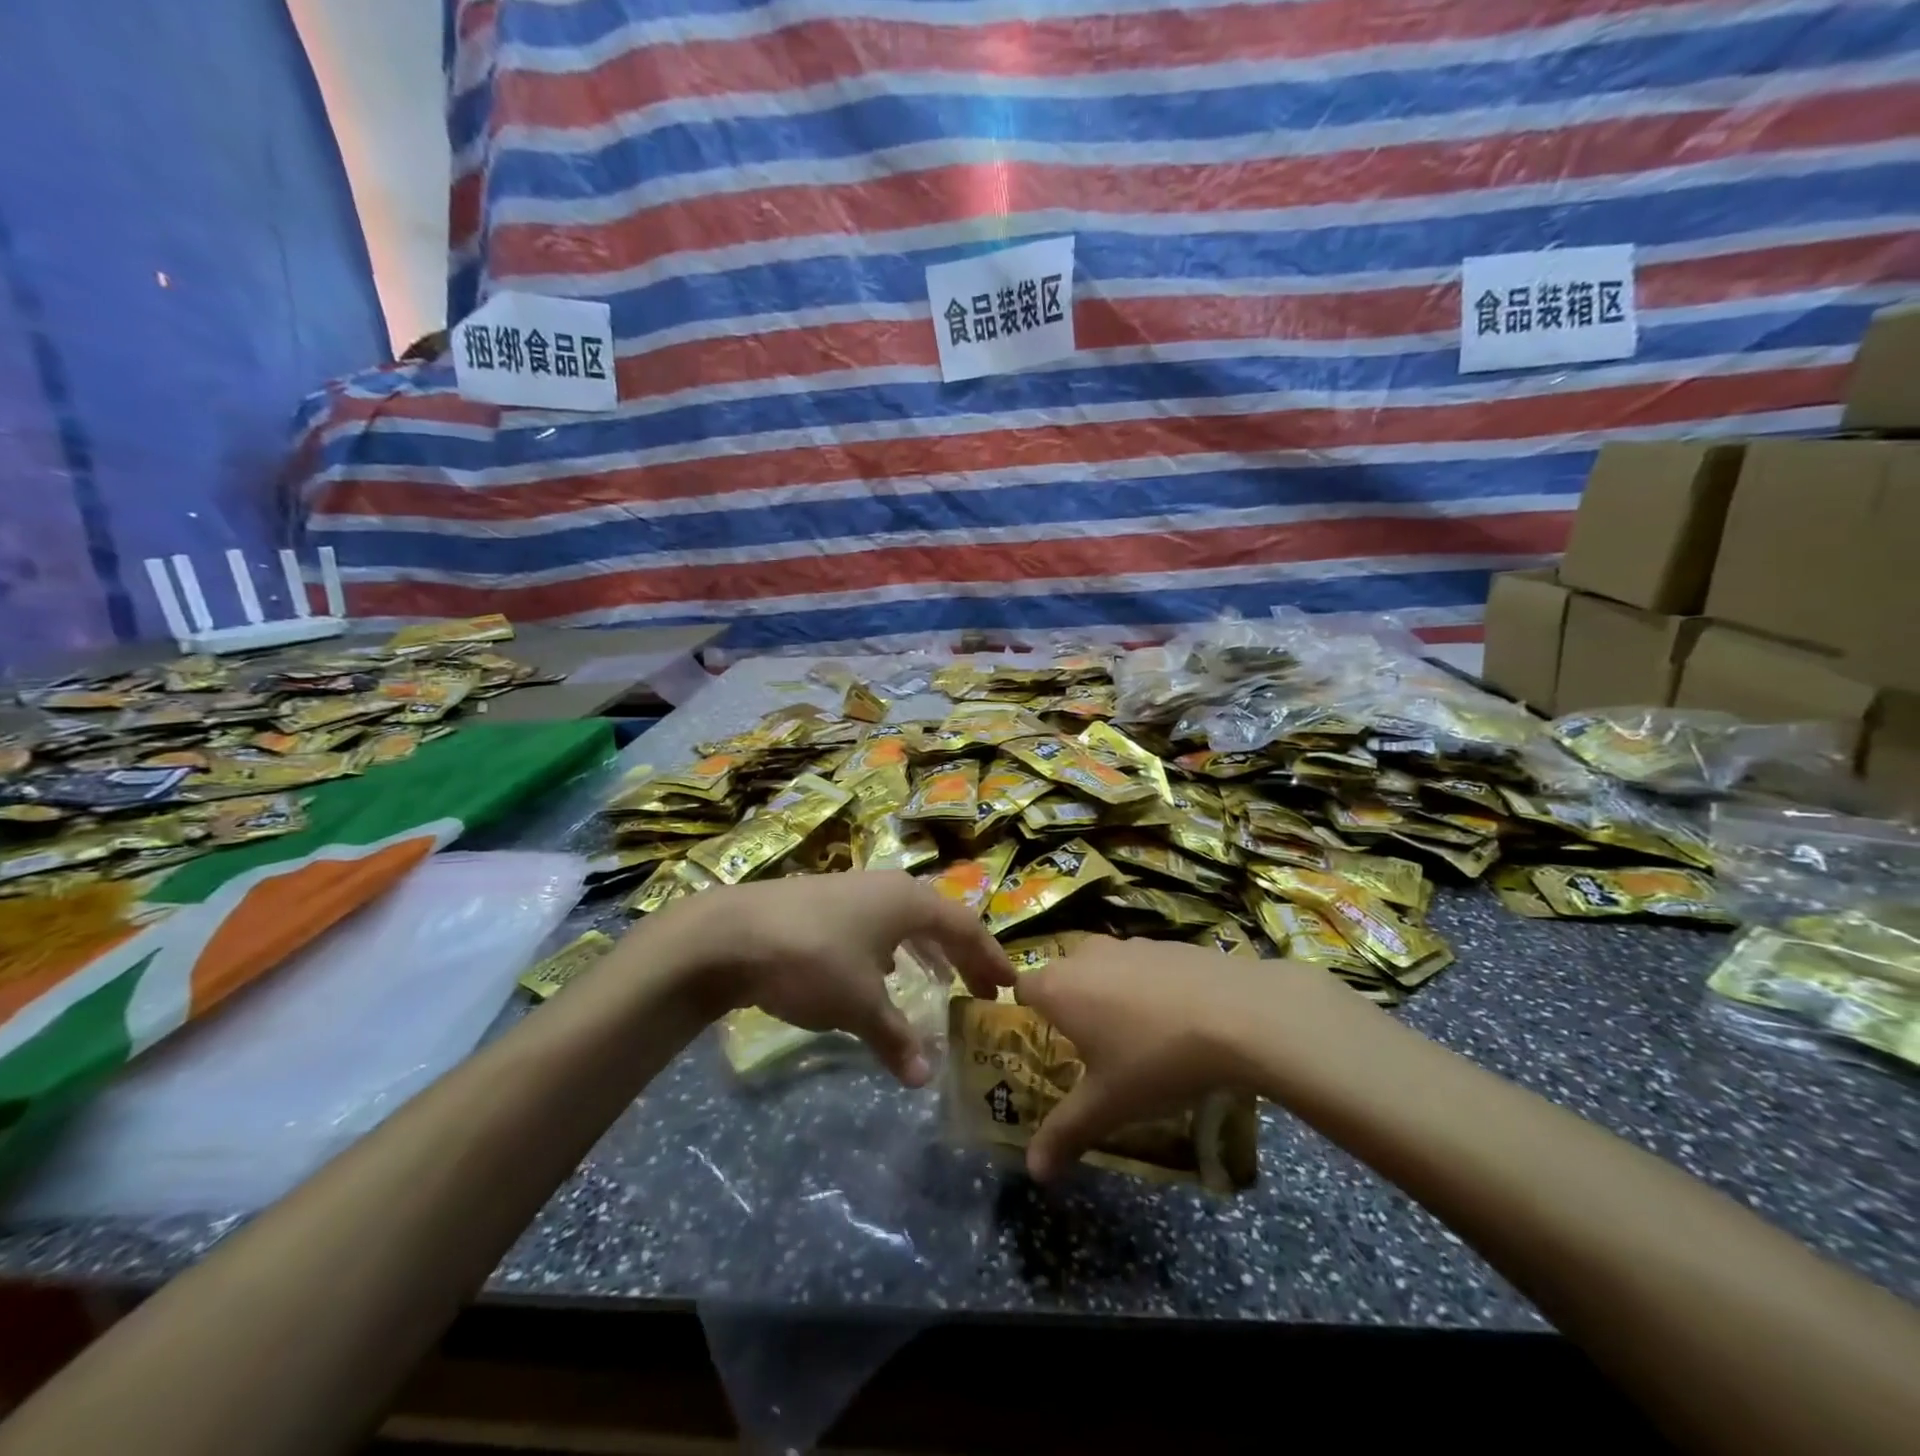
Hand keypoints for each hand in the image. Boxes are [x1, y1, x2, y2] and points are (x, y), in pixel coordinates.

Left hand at [656, 871, 1014, 1085]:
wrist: (731, 933)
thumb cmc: (812, 960)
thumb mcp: (858, 1005)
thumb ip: (895, 1038)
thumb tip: (924, 1078)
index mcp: (909, 902)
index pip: (965, 928)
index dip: (990, 957)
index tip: (1010, 985)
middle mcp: (888, 887)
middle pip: (939, 920)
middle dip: (962, 955)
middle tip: (981, 988)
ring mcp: (854, 890)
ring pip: (905, 919)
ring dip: (927, 949)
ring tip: (939, 978)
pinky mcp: (825, 901)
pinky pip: (877, 923)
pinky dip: (893, 946)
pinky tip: (882, 969)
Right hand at [1015, 937, 1350, 1180]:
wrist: (1240, 1014)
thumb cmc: (1157, 1060)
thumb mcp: (1109, 1105)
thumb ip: (1065, 1133)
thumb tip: (1034, 1172)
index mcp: (1059, 987)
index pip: (1023, 988)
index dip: (1027, 1013)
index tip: (1044, 1043)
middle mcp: (1086, 955)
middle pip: (1064, 976)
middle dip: (1071, 1007)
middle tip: (1091, 1049)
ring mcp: (1130, 944)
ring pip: (1105, 968)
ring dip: (1110, 994)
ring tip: (1138, 1037)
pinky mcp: (1168, 944)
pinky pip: (1143, 965)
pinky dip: (1148, 986)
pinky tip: (1177, 1019)